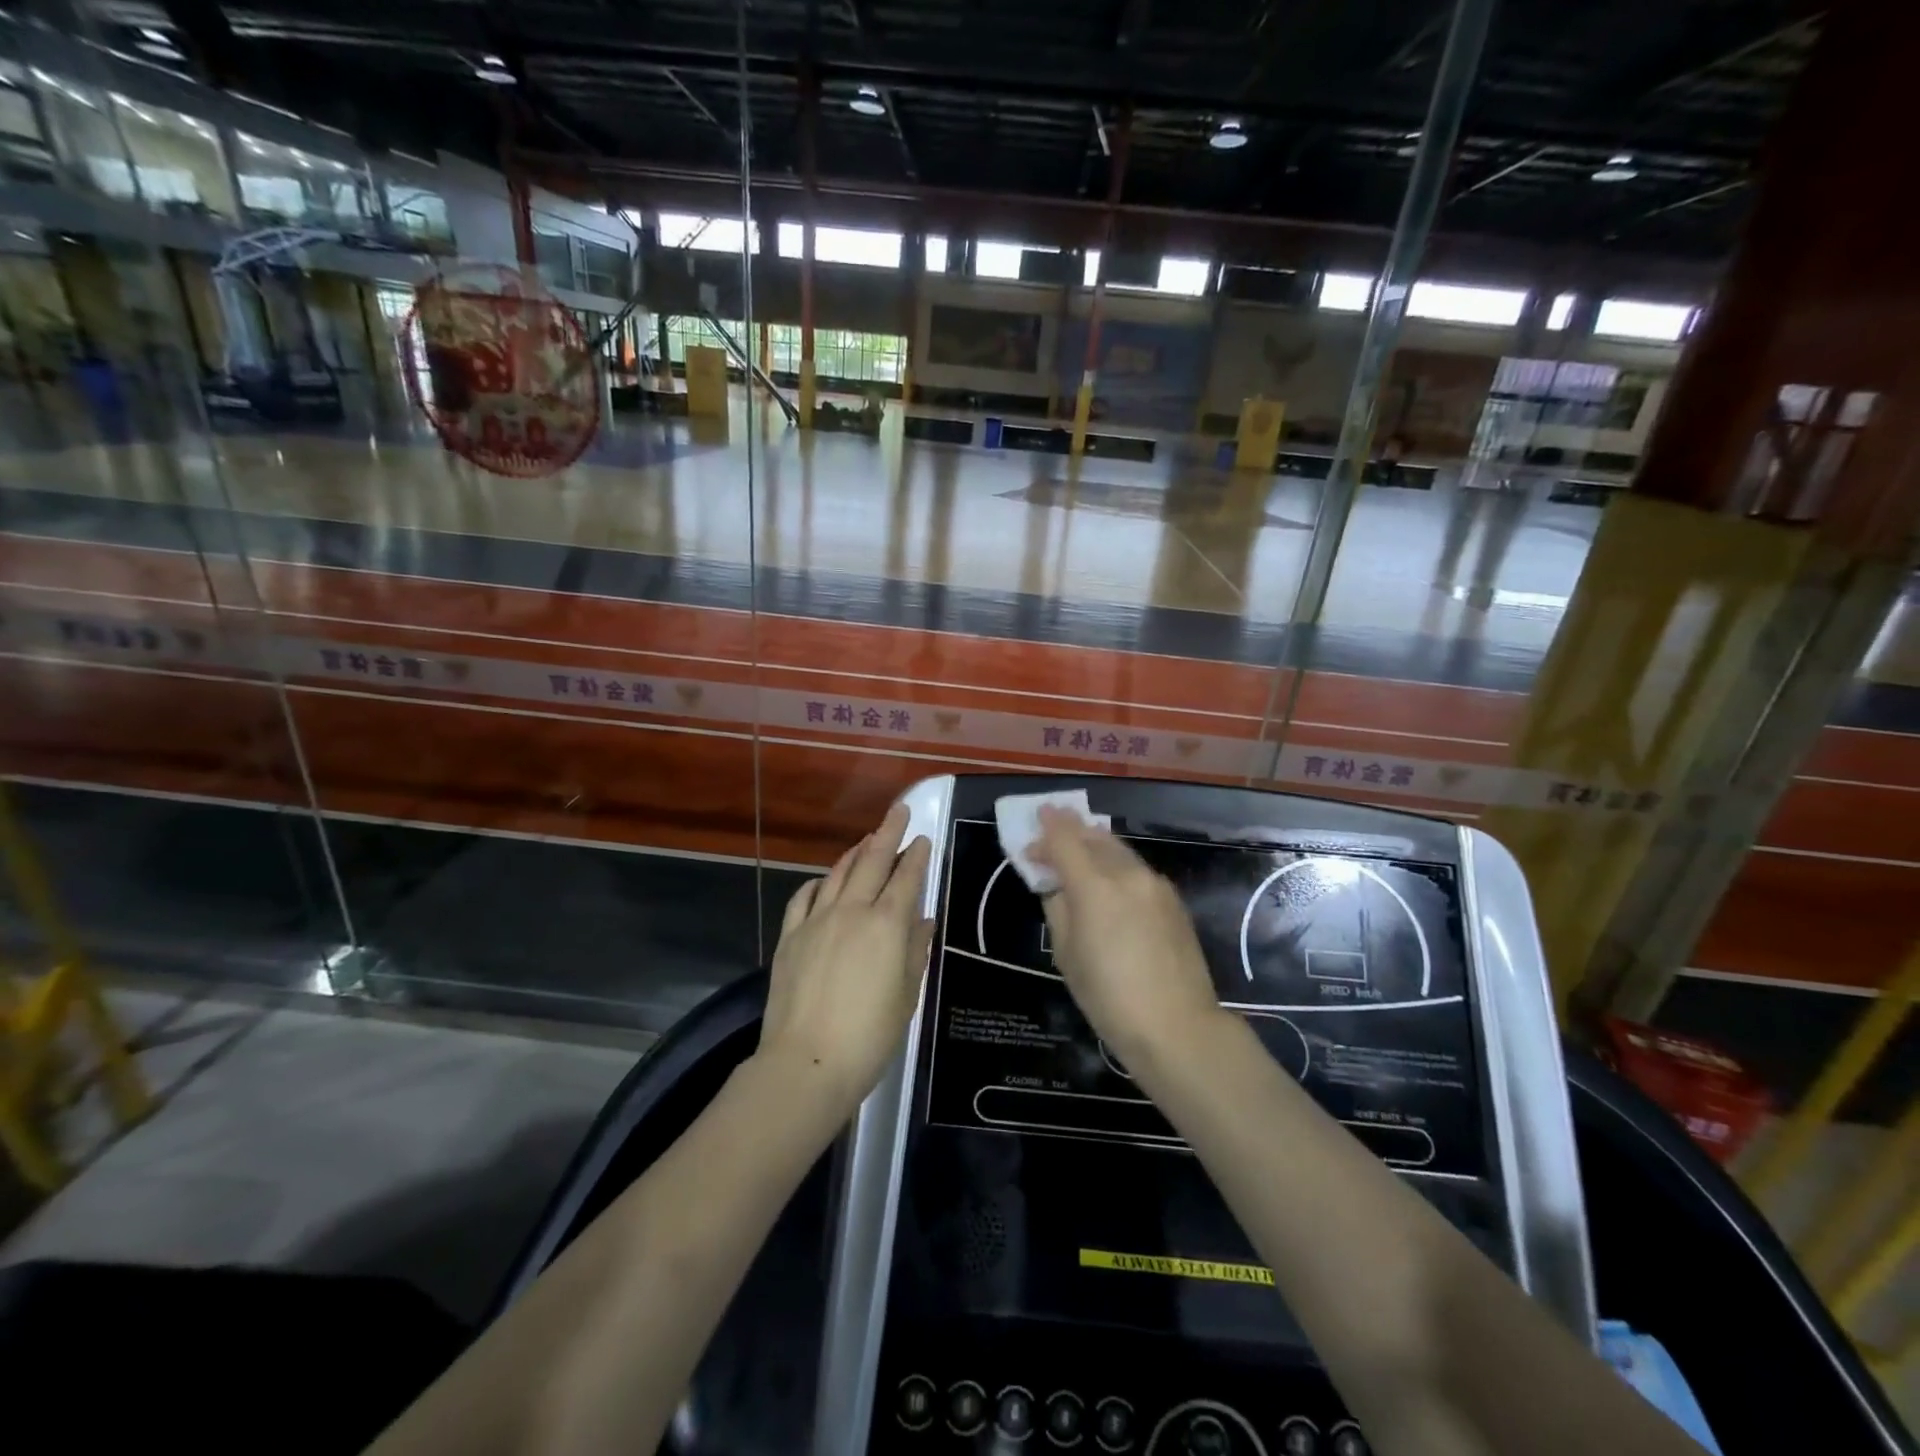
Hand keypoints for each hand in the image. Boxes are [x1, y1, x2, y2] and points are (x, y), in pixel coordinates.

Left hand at [758, 802, 934, 1116]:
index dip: (916, 856)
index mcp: (887, 925)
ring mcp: (816, 921)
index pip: (905, 878)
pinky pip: (805, 897)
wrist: (806, 1062)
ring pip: (838, 873)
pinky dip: (819, 883)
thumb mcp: (905, 995)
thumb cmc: (869, 1035)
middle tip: (899, 811)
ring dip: (855, 852)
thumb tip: (922, 920)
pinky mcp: (790, 936)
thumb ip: (915, 951)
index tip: (922, 838)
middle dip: (888, 832)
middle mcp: (852, 911)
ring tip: (867, 839)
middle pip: (872, 861)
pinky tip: (824, 881)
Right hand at [1029, 806, 1226, 1068]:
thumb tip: (1056, 885)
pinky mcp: (1172, 899)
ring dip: (1094, 843)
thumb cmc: (1108, 998)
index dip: (1046, 828)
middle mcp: (1127, 874)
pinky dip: (1115, 863)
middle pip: (1093, 836)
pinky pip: (1136, 868)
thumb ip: (1058, 908)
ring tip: (1077, 848)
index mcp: (1095, 886)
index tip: (1034, 820)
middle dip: (1070, 829)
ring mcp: (1155, 884)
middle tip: (1051, 828)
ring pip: (1118, 849)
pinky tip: (1108, 878)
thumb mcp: (1066, 954)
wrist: (1177, 1026)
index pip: (1064, 840)